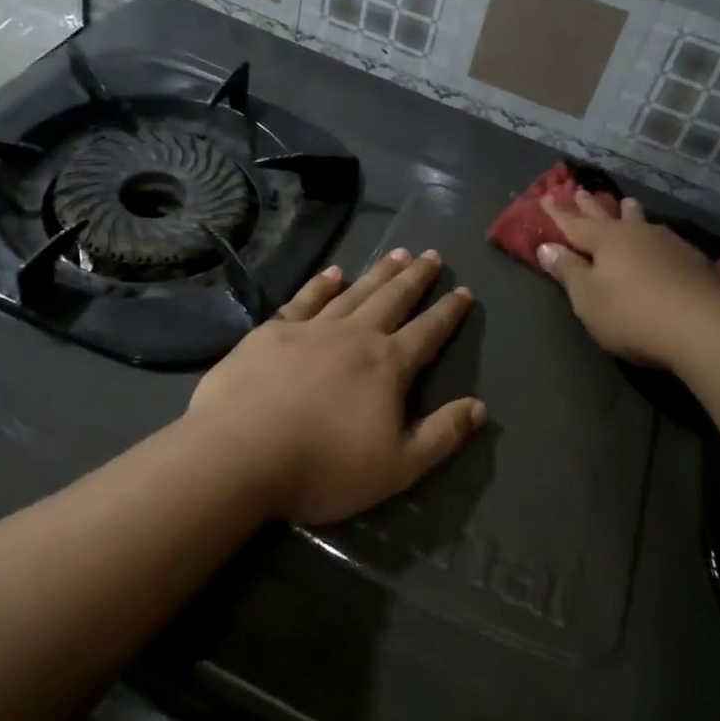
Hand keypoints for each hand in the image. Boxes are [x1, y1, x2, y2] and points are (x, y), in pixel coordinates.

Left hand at [183, 249, 485, 525]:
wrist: (240, 453)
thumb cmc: (324, 466)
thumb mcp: (397, 467)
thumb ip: (441, 435)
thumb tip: (479, 407)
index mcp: (387, 365)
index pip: (428, 332)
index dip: (449, 312)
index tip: (464, 291)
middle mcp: (355, 335)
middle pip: (394, 299)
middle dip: (416, 278)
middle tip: (432, 255)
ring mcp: (312, 328)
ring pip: (355, 291)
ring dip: (379, 272)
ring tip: (398, 253)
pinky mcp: (273, 331)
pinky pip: (306, 298)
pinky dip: (322, 283)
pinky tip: (333, 272)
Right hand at [538, 191, 719, 369]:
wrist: (703, 328)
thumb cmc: (631, 313)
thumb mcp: (588, 297)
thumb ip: (568, 271)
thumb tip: (547, 247)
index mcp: (606, 240)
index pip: (574, 223)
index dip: (558, 213)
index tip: (546, 197)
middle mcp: (637, 234)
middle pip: (609, 217)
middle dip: (592, 207)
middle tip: (582, 191)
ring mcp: (669, 246)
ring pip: (643, 224)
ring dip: (631, 214)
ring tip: (628, 203)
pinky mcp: (694, 264)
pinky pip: (666, 243)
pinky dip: (656, 239)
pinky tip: (663, 242)